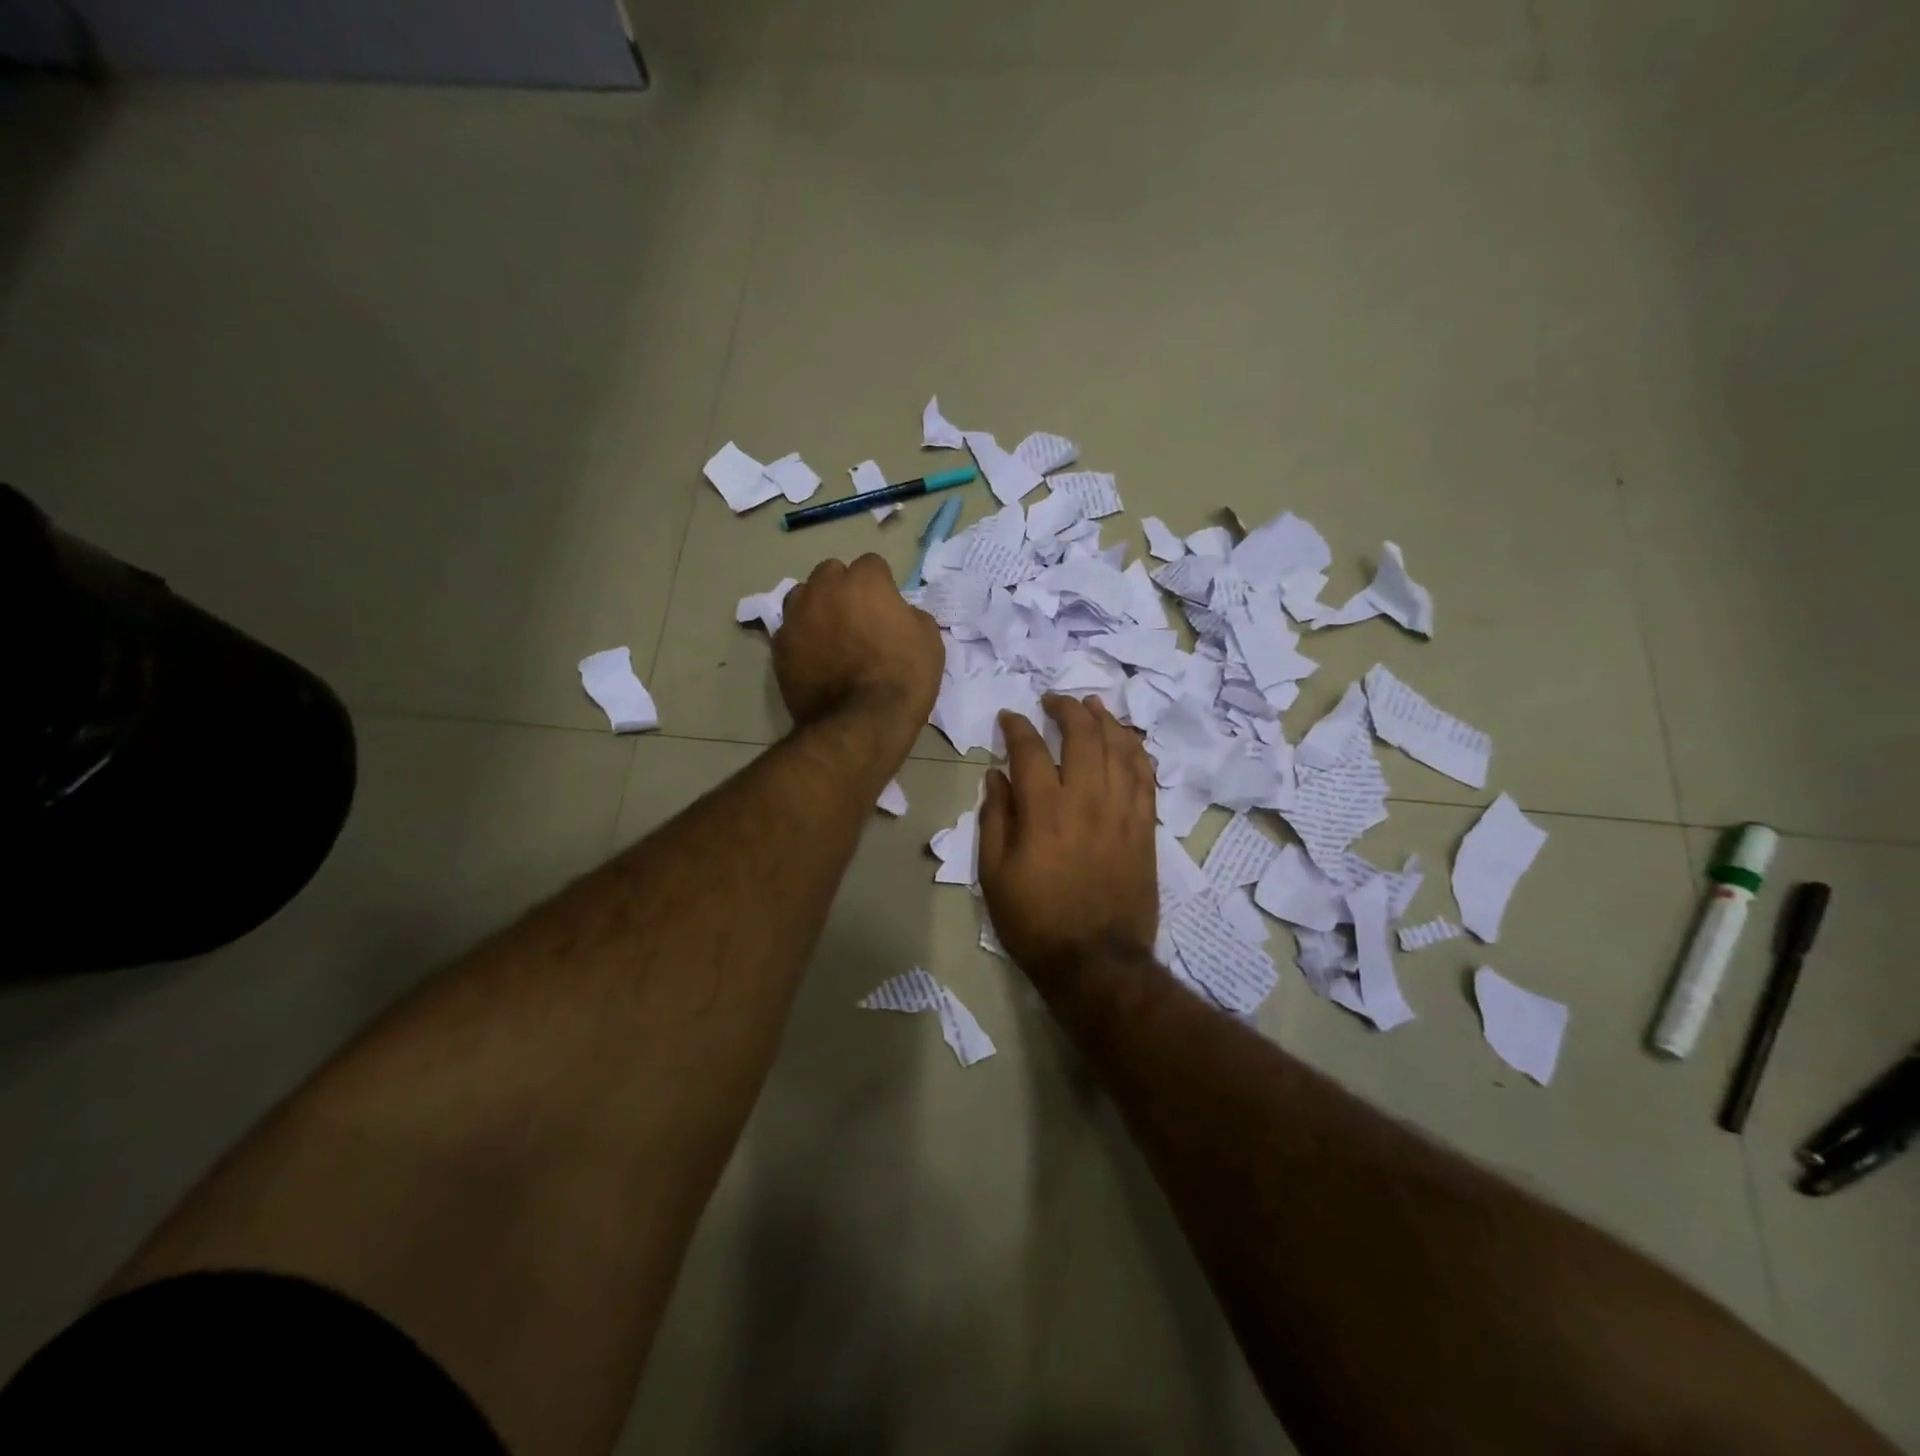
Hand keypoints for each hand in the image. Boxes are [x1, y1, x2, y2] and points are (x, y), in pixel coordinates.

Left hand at [774, 554, 942, 764]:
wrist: (860, 724)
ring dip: (817, 606)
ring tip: (830, 634)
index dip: (882, 586)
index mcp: (864, 581)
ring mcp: (797, 616)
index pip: (872, 565)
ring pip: (803, 595)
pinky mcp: (779, 646)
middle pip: (831, 573)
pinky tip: (814, 658)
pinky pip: (790, 629)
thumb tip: (898, 614)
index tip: (887, 609)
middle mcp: (825, 588)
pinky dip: (801, 637)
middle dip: (843, 589)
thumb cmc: (904, 679)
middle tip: (858, 619)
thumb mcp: (930, 642)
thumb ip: (911, 615)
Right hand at [978, 695, 1158, 995]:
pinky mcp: (1145, 828)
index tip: (1010, 718)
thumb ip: (995, 818)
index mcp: (1044, 812)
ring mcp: (1122, 812)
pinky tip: (1126, 741)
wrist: (1095, 961)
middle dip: (1067, 709)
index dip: (1018, 727)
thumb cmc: (1035, 921)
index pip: (1031, 750)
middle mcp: (1087, 801)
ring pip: (1120, 749)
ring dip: (1105, 720)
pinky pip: (1146, 777)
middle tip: (1054, 700)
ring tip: (1092, 706)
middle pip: (1083, 736)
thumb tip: (996, 776)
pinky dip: (1135, 751)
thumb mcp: (995, 874)